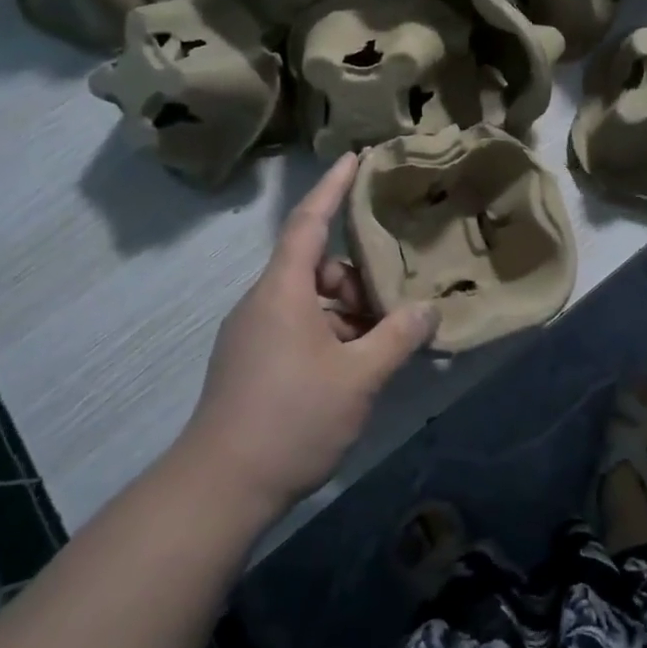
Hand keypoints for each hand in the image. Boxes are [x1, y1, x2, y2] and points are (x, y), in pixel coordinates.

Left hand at [180, 154, 440, 516]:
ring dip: (347, 313)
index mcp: (283, 290)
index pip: (309, 221)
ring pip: (309, 302)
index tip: (354, 158)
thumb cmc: (292, 418)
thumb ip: (398, 337)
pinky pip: (297, 328)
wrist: (219, 489)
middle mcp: (263, 302)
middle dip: (357, 277)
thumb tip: (428, 309)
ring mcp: (253, 334)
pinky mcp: (250, 362)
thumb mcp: (359, 377)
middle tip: (394, 306)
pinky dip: (329, 334)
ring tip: (381, 345)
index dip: (333, 187)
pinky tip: (355, 368)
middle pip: (315, 267)